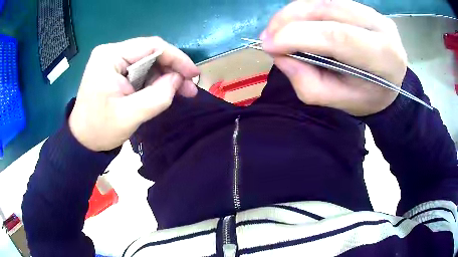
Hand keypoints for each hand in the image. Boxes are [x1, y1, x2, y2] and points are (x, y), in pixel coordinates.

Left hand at [69, 37, 199, 150]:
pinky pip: (141, 70)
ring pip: (148, 62)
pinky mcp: (115, 70)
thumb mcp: (129, 116)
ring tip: (183, 91)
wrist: (83, 141)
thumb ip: (157, 96)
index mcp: (110, 56)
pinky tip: (165, 91)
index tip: (194, 74)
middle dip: (172, 69)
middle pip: (151, 52)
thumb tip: (178, 79)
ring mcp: (113, 61)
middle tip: (190, 87)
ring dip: (165, 76)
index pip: (151, 46)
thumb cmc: (100, 129)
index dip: (176, 58)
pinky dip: (155, 81)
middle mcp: (111, 52)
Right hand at [260, 0, 407, 115]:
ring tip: (278, 29)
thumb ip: (307, 82)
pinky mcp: (362, 6)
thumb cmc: (366, 97)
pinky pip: (327, 1)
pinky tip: (296, 22)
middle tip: (268, 35)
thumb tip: (279, 54)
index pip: (338, 37)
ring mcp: (372, 12)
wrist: (389, 85)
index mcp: (383, 57)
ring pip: (325, 1)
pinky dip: (305, 9)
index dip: (298, 36)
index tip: (268, 45)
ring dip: (294, 12)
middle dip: (290, 19)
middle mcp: (381, 26)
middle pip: (328, 11)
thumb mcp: (337, 101)